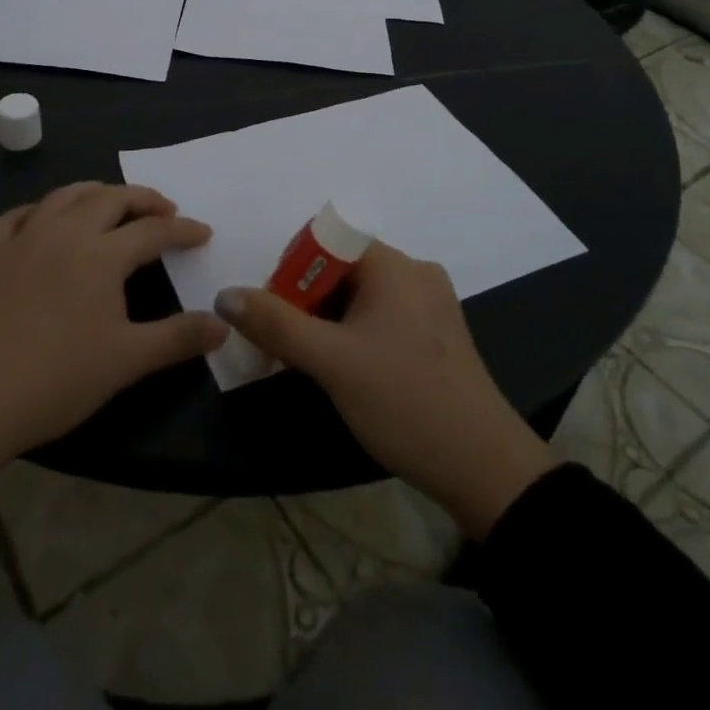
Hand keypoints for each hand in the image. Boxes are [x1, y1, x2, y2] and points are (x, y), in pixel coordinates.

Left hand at [0, 183, 228, 471]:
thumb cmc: (57, 380)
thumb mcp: (126, 361)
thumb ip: (178, 338)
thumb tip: (223, 325)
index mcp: (100, 255)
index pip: (152, 230)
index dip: (182, 229)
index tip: (202, 232)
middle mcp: (64, 233)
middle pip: (110, 198)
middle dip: (143, 199)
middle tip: (164, 210)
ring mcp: (22, 240)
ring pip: (64, 196)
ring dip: (95, 192)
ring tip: (111, 201)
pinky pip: (16, 216)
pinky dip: (39, 210)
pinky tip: (44, 219)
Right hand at [215, 244, 555, 538]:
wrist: (484, 469)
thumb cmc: (403, 401)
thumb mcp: (330, 361)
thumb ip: (275, 324)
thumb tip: (225, 294)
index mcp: (394, 265)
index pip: (328, 240)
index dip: (292, 268)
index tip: (272, 310)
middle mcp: (416, 273)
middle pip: (343, 267)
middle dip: (305, 299)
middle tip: (282, 343)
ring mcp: (431, 305)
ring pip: (362, 296)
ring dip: (327, 320)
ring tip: (307, 360)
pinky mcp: (437, 336)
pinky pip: (384, 317)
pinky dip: (354, 333)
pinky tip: (345, 371)